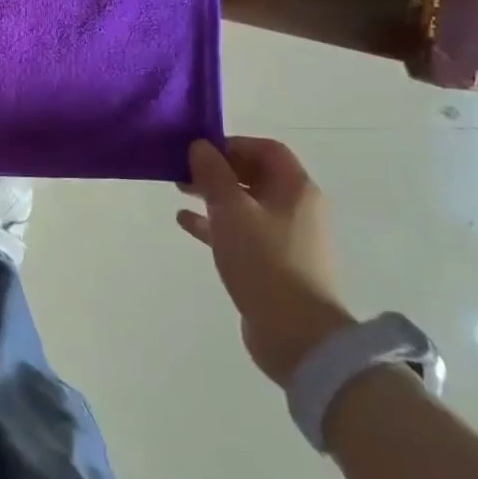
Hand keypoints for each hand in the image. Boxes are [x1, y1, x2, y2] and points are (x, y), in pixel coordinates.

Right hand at [180, 137, 354, 384]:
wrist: (296, 334)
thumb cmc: (264, 261)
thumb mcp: (231, 210)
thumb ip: (212, 174)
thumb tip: (200, 146)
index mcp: (296, 189)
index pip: (266, 149)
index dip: (231, 144)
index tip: (198, 152)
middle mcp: (297, 208)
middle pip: (255, 175)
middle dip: (218, 170)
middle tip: (182, 172)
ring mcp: (288, 238)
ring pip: (246, 204)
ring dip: (214, 196)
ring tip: (179, 192)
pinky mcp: (275, 264)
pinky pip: (242, 232)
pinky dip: (216, 224)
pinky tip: (186, 223)